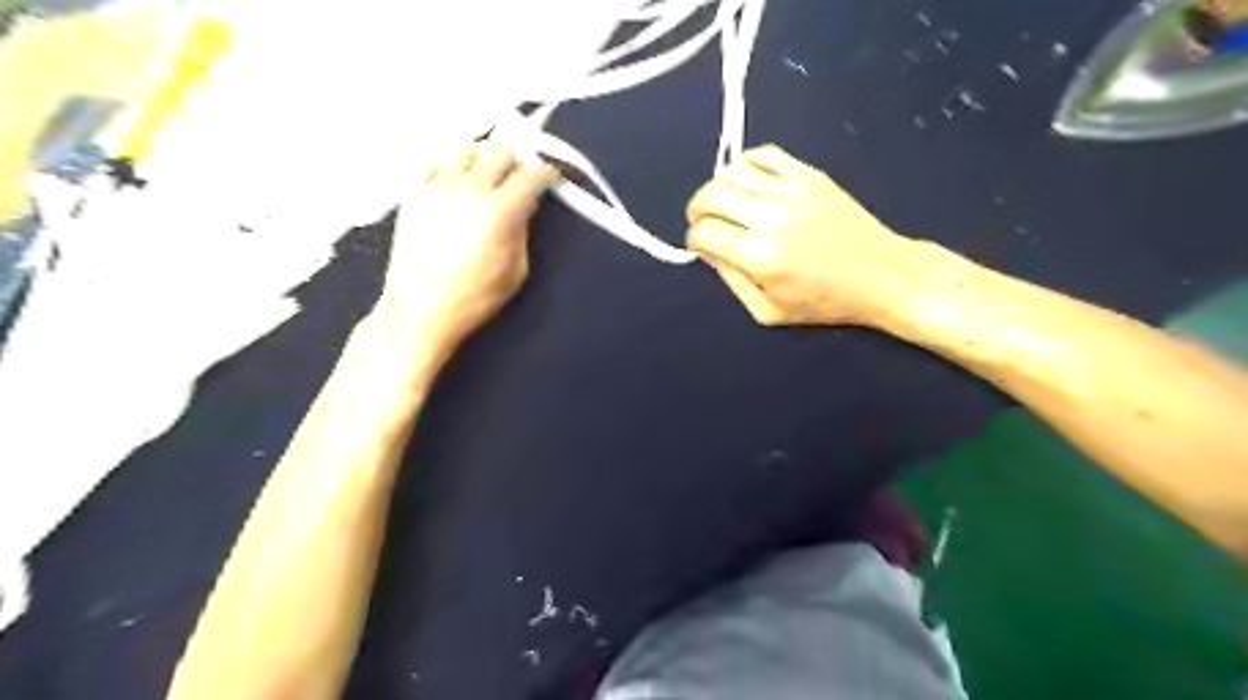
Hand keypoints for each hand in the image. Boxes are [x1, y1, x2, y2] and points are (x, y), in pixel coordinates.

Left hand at [378, 140, 557, 347]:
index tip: (549, 178)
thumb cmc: (475, 298)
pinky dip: (450, 167)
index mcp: (500, 210)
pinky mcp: (414, 194)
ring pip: (465, 148)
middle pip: (499, 149)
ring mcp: (438, 187)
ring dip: (481, 158)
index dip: (546, 172)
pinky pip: (434, 163)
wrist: (419, 309)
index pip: (532, 174)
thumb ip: (522, 232)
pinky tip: (453, 186)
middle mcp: (470, 188)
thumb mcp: (516, 271)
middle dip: (515, 159)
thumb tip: (523, 207)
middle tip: (517, 176)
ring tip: (483, 177)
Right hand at [682, 141, 913, 327]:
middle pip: (710, 195)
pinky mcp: (808, 174)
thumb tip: (707, 249)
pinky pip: (762, 155)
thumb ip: (731, 280)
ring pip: (731, 172)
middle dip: (697, 209)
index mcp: (761, 257)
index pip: (704, 232)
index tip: (702, 245)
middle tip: (703, 221)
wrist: (881, 274)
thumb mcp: (767, 311)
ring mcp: (792, 190)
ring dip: (717, 187)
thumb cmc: (823, 301)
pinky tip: (747, 183)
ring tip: (724, 204)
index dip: (694, 239)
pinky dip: (744, 165)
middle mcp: (772, 217)